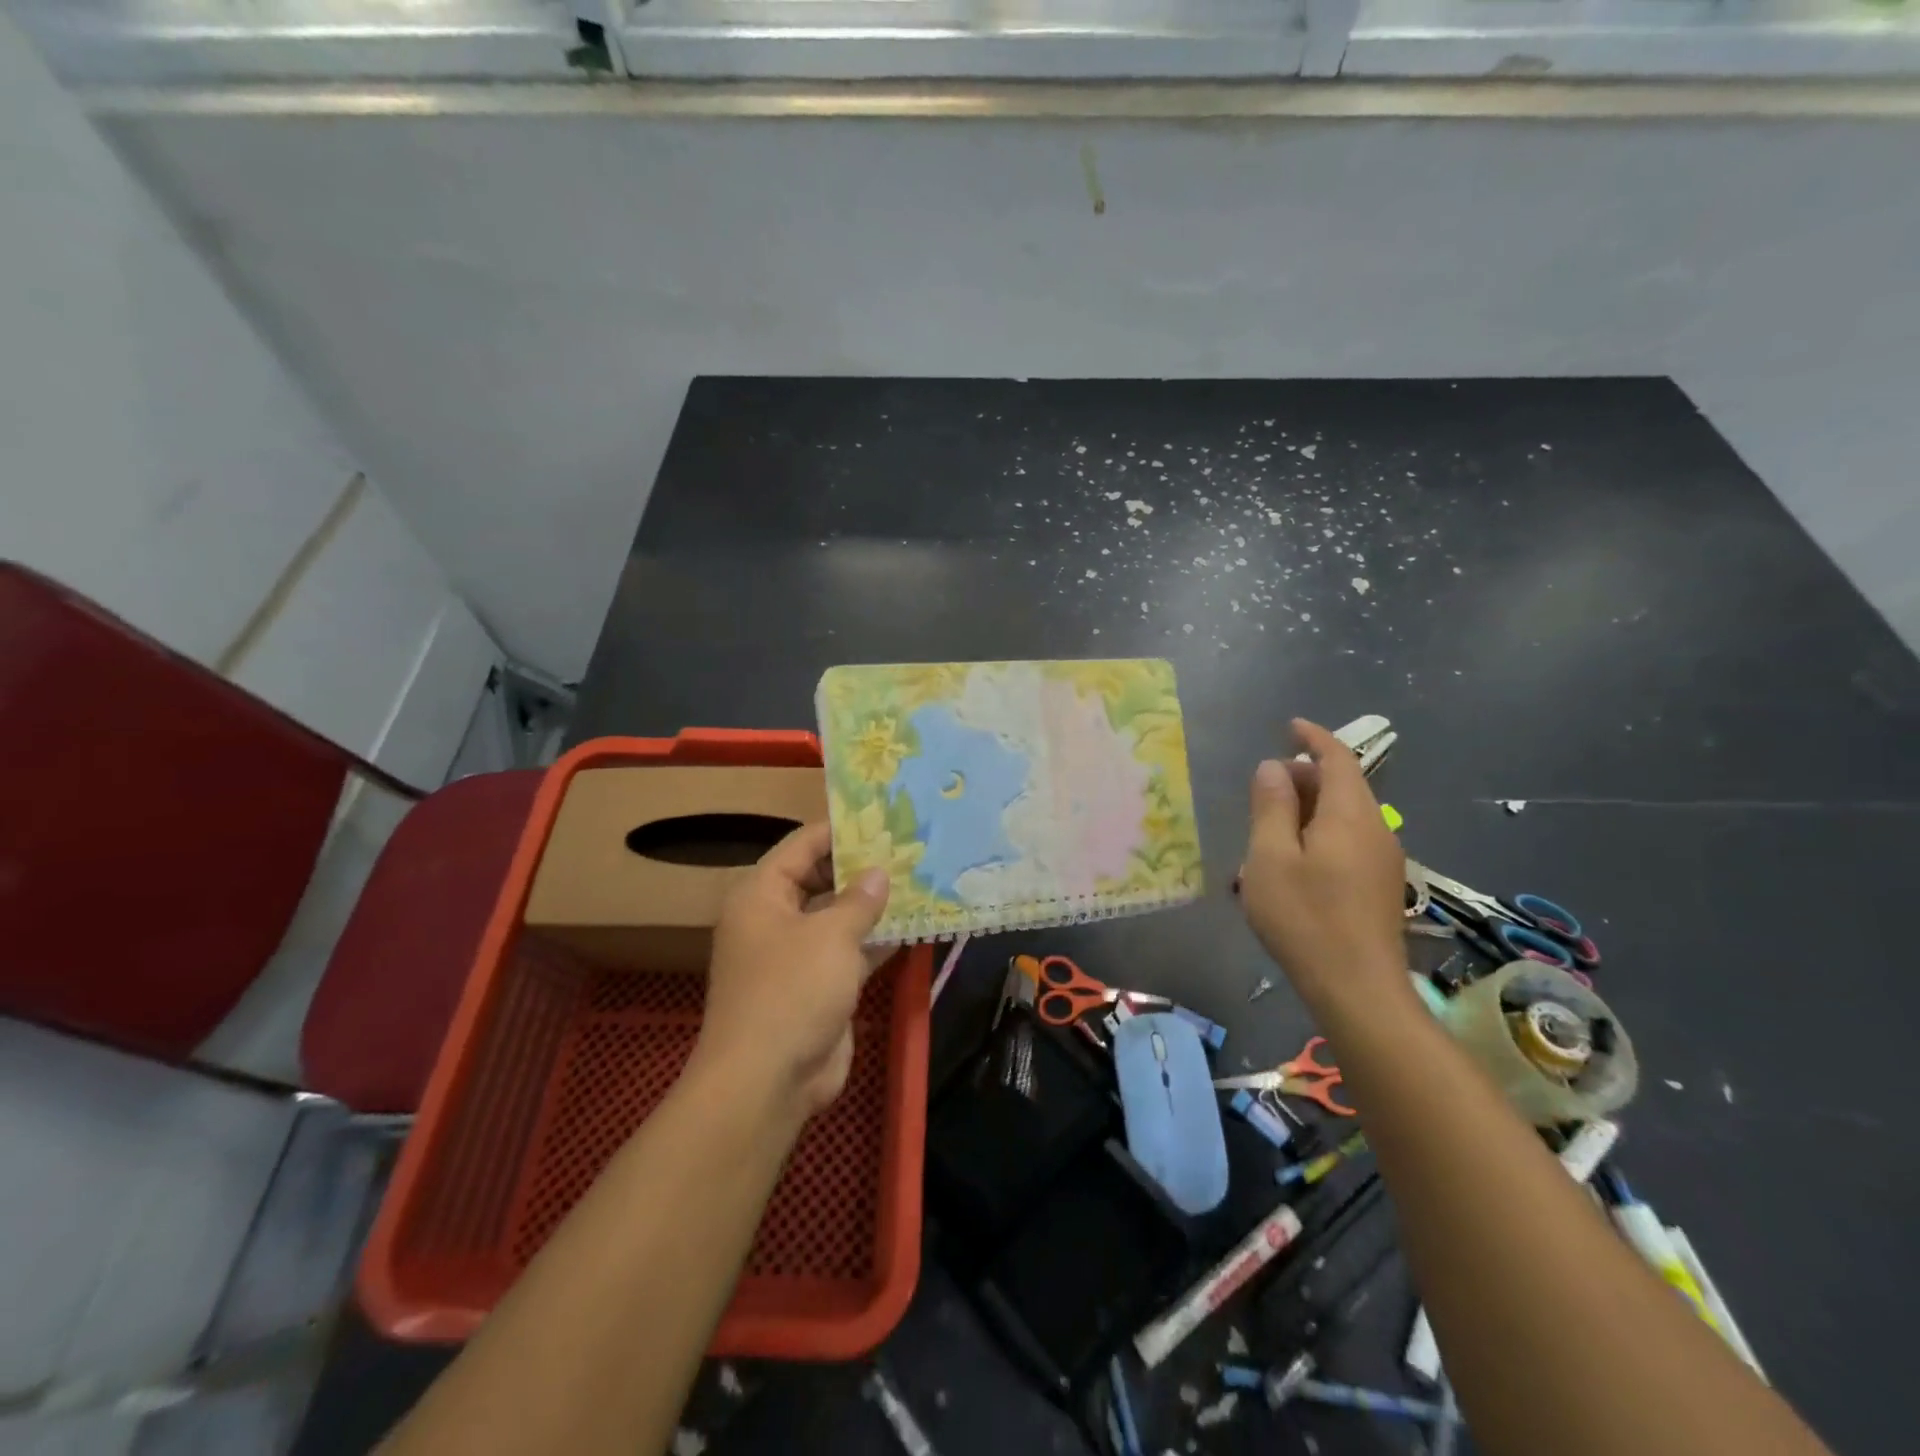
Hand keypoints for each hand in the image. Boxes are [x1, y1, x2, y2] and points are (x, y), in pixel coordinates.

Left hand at [694, 822, 891, 1119]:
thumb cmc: (792, 991)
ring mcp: (797, 955)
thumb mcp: (830, 936)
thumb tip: (879, 873)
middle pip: (821, 879)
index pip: (802, 845)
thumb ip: (859, 900)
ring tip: (920, 879)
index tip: (883, 817)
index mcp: (762, 894)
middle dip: (863, 868)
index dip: (840, 830)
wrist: (768, 1082)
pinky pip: (850, 952)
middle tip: (909, 848)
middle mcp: (776, 918)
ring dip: (874, 905)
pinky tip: (916, 926)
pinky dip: (877, 941)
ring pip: (839, 917)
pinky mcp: (819, 986)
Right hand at [1238, 719, 1409, 1015]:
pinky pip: (1349, 839)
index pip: (1338, 759)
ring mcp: (1384, 859)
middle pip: (1343, 785)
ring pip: (1345, 815)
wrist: (1358, 989)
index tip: (1289, 726)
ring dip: (1309, 808)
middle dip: (1305, 776)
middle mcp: (1375, 829)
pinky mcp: (1381, 884)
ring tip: (1269, 829)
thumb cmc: (1304, 917)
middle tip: (1264, 788)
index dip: (1314, 737)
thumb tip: (1272, 767)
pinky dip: (1320, 832)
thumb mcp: (1269, 857)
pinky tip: (1293, 862)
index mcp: (1349, 815)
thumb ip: (1271, 806)